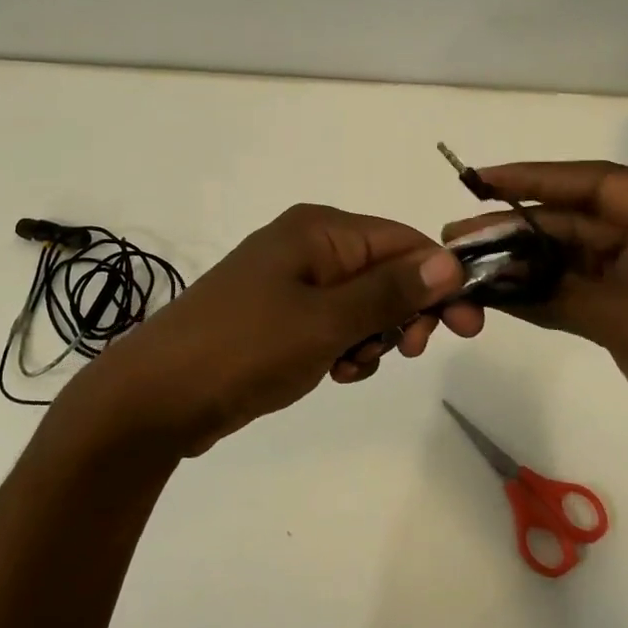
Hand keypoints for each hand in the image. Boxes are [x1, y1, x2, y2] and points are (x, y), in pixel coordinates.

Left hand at [58, 204, 483, 457]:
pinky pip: (332, 326)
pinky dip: (344, 349)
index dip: (440, 280)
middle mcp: (306, 247)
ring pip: (361, 305)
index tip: (468, 326)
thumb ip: (390, 291)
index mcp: (318, 231)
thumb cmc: (245, 348)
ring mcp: (289, 284)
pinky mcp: (278, 319)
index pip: (403, 241)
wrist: (158, 397)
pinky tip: (334, 373)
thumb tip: (451, 259)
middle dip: (404, 312)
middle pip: (384, 271)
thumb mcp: (326, 321)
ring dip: (372, 337)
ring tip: (350, 366)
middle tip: (409, 351)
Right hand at [445, 162, 627, 482]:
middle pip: (577, 220)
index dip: (534, 178)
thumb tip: (489, 276)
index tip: (480, 180)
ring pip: (571, 255)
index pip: (597, 183)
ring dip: (523, 261)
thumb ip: (560, 291)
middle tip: (457, 238)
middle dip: (517, 228)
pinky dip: (539, 291)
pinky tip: (495, 292)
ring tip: (466, 263)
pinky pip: (576, 288)